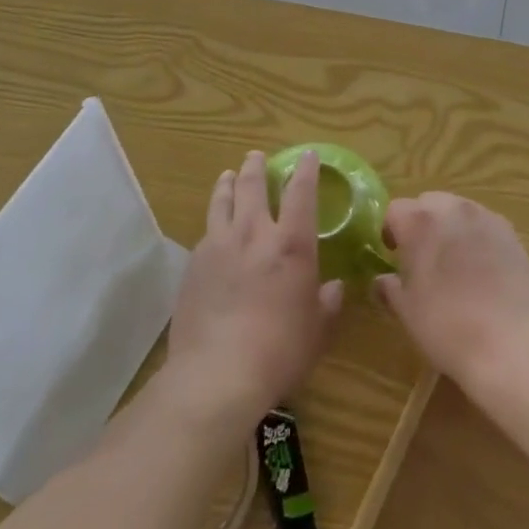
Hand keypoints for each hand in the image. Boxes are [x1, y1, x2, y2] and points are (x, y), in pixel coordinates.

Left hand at [167, 151, 343, 428]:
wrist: (217, 373)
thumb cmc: (280, 351)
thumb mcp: (318, 330)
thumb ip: (328, 303)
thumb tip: (334, 288)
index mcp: (291, 244)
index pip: (301, 193)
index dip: (306, 171)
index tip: (307, 155)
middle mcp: (254, 233)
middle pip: (253, 186)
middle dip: (257, 167)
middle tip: (257, 156)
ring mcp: (219, 245)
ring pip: (222, 201)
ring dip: (228, 183)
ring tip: (228, 174)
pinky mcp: (194, 264)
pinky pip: (206, 231)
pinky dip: (213, 220)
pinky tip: (213, 227)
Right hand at [373, 193, 528, 392]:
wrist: (511, 347)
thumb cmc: (447, 327)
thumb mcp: (407, 312)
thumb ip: (389, 288)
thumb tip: (382, 281)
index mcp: (419, 221)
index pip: (394, 210)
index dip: (390, 232)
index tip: (392, 256)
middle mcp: (452, 209)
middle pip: (428, 203)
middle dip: (421, 224)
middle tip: (422, 258)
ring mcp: (486, 218)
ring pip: (458, 211)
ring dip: (450, 228)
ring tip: (454, 264)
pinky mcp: (512, 234)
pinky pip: (484, 226)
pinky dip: (477, 238)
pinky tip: (482, 270)